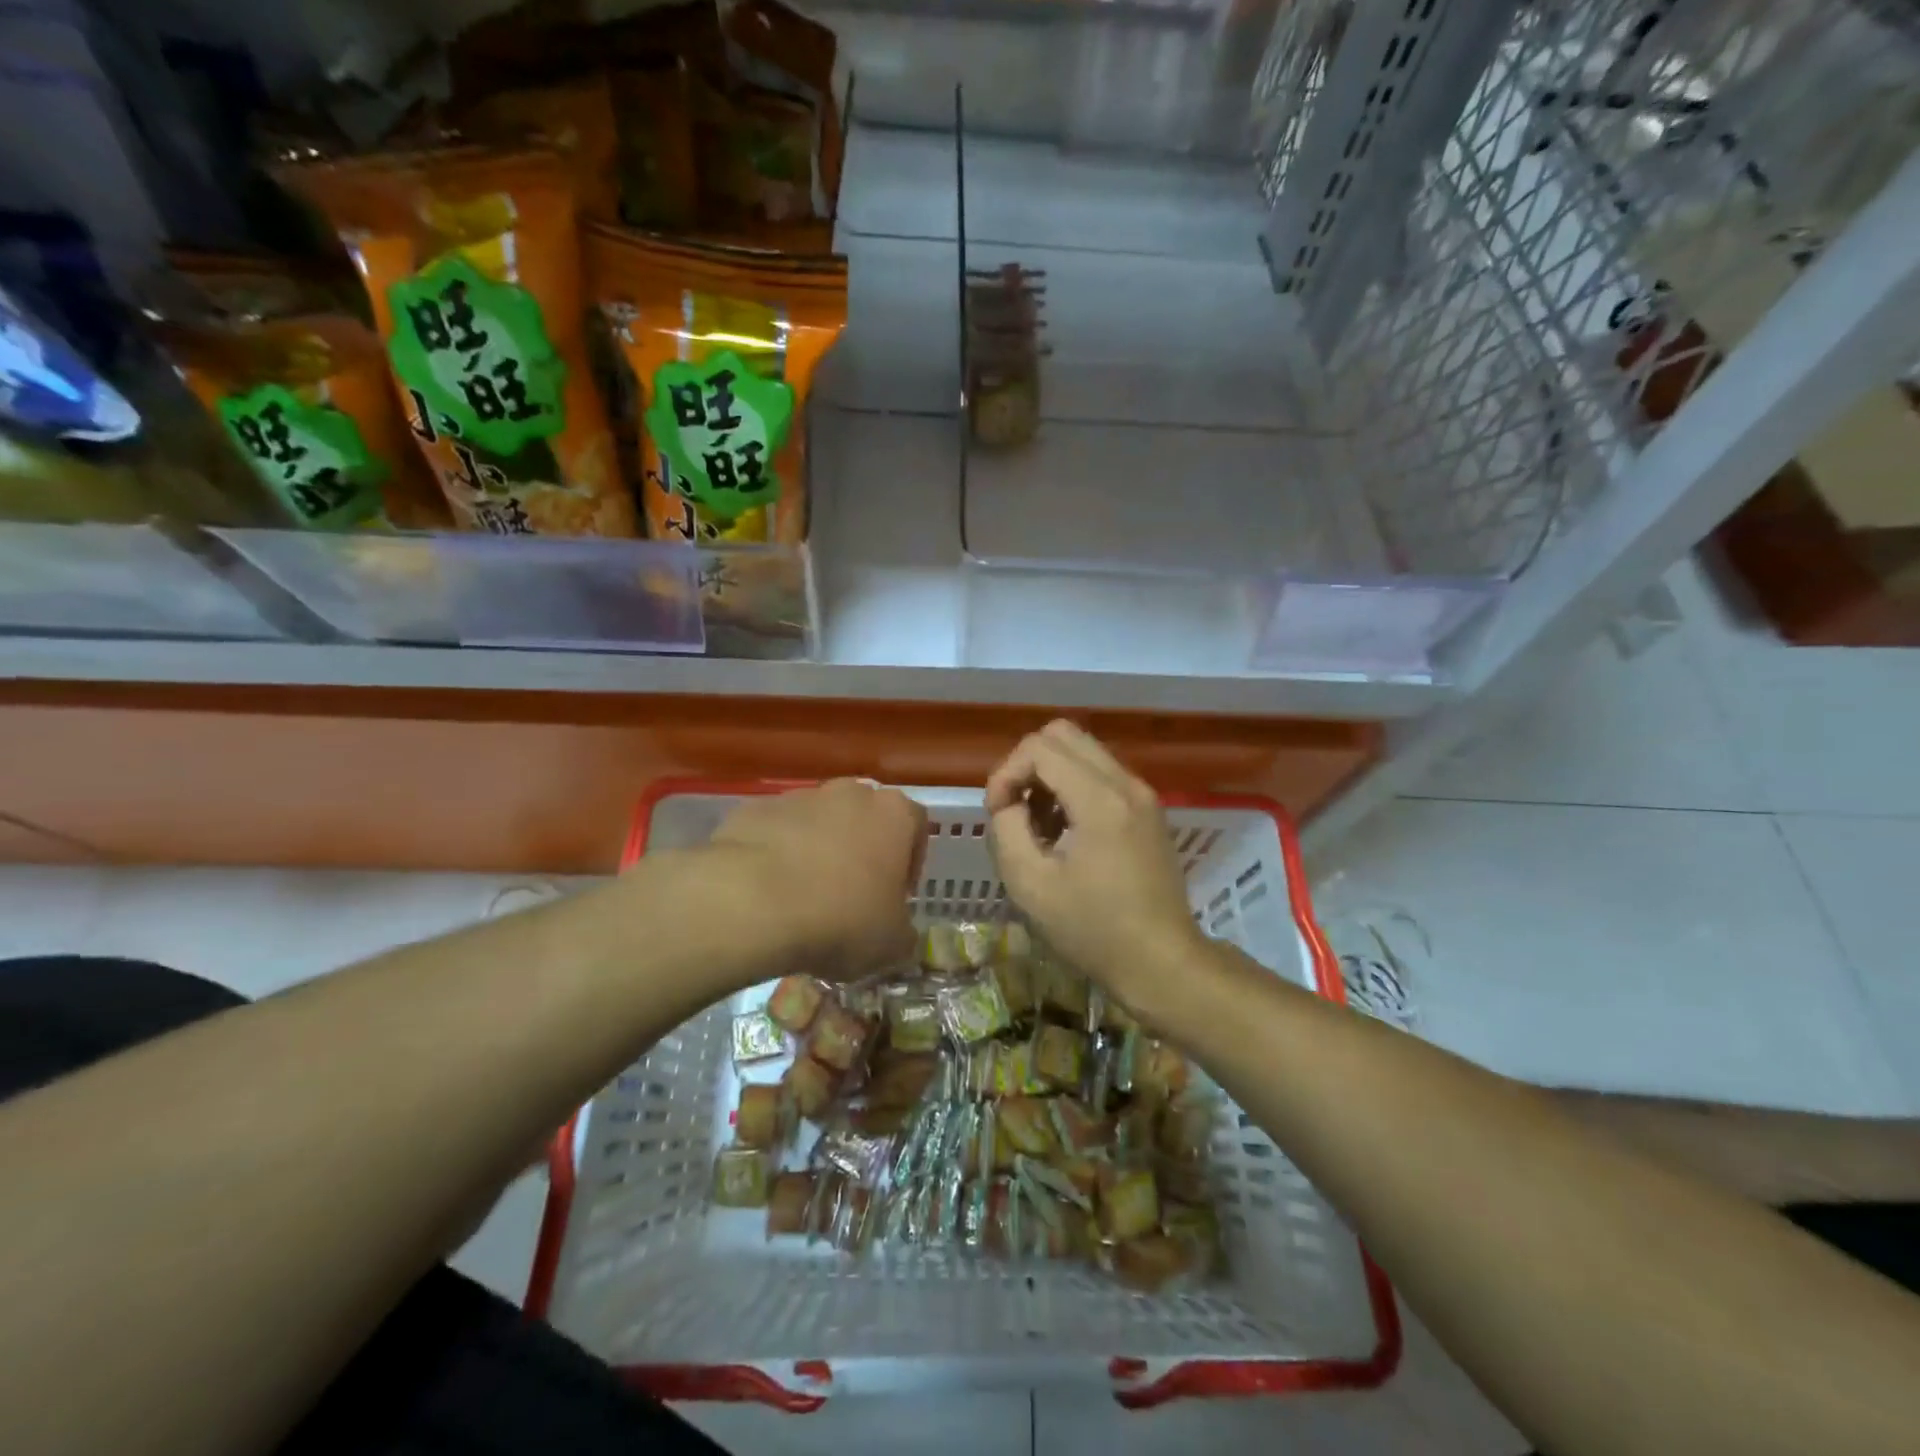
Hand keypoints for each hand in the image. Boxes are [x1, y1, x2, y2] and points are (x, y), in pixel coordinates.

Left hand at [706, 779, 926, 982]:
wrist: (751, 903)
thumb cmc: (841, 919)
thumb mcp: (891, 945)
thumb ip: (904, 934)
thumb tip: (899, 935)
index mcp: (894, 814)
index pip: (916, 825)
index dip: (910, 861)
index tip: (896, 895)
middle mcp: (850, 793)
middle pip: (864, 817)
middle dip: (861, 851)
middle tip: (851, 896)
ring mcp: (799, 797)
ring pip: (817, 823)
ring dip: (817, 851)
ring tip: (803, 898)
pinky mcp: (754, 809)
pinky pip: (775, 832)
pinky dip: (775, 855)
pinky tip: (766, 893)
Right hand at [986, 722, 1201, 1004]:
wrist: (1161, 962)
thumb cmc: (1092, 930)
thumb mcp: (1029, 885)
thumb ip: (1006, 828)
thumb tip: (1010, 803)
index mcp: (1100, 800)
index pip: (1039, 747)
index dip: (1005, 773)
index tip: (997, 815)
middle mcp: (1127, 784)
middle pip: (1063, 734)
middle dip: (1027, 765)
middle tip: (1015, 809)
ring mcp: (1143, 794)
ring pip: (1083, 751)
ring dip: (1050, 776)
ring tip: (1039, 826)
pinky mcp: (1149, 809)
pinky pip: (1102, 774)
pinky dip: (1073, 788)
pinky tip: (1065, 832)